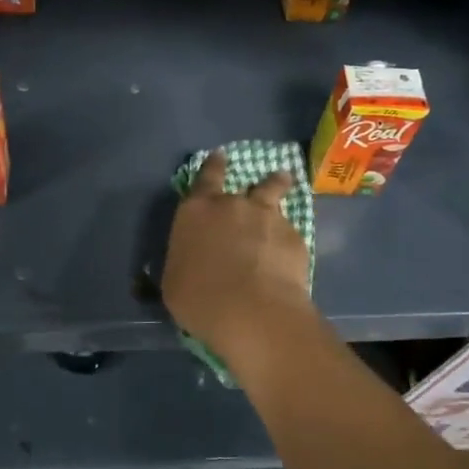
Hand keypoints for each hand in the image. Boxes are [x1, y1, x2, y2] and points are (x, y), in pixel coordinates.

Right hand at [162, 151, 314, 358]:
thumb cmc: (199, 299)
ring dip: (278, 185)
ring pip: (275, 191)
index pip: (205, 177)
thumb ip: (185, 260)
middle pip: (246, 183)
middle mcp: (233, 205)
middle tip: (260, 179)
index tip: (220, 156)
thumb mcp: (174, 281)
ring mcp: (267, 217)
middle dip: (252, 181)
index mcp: (197, 211)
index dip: (213, 165)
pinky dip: (287, 237)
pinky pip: (289, 231)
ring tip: (284, 181)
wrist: (252, 312)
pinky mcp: (294, 237)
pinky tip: (288, 253)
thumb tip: (189, 261)